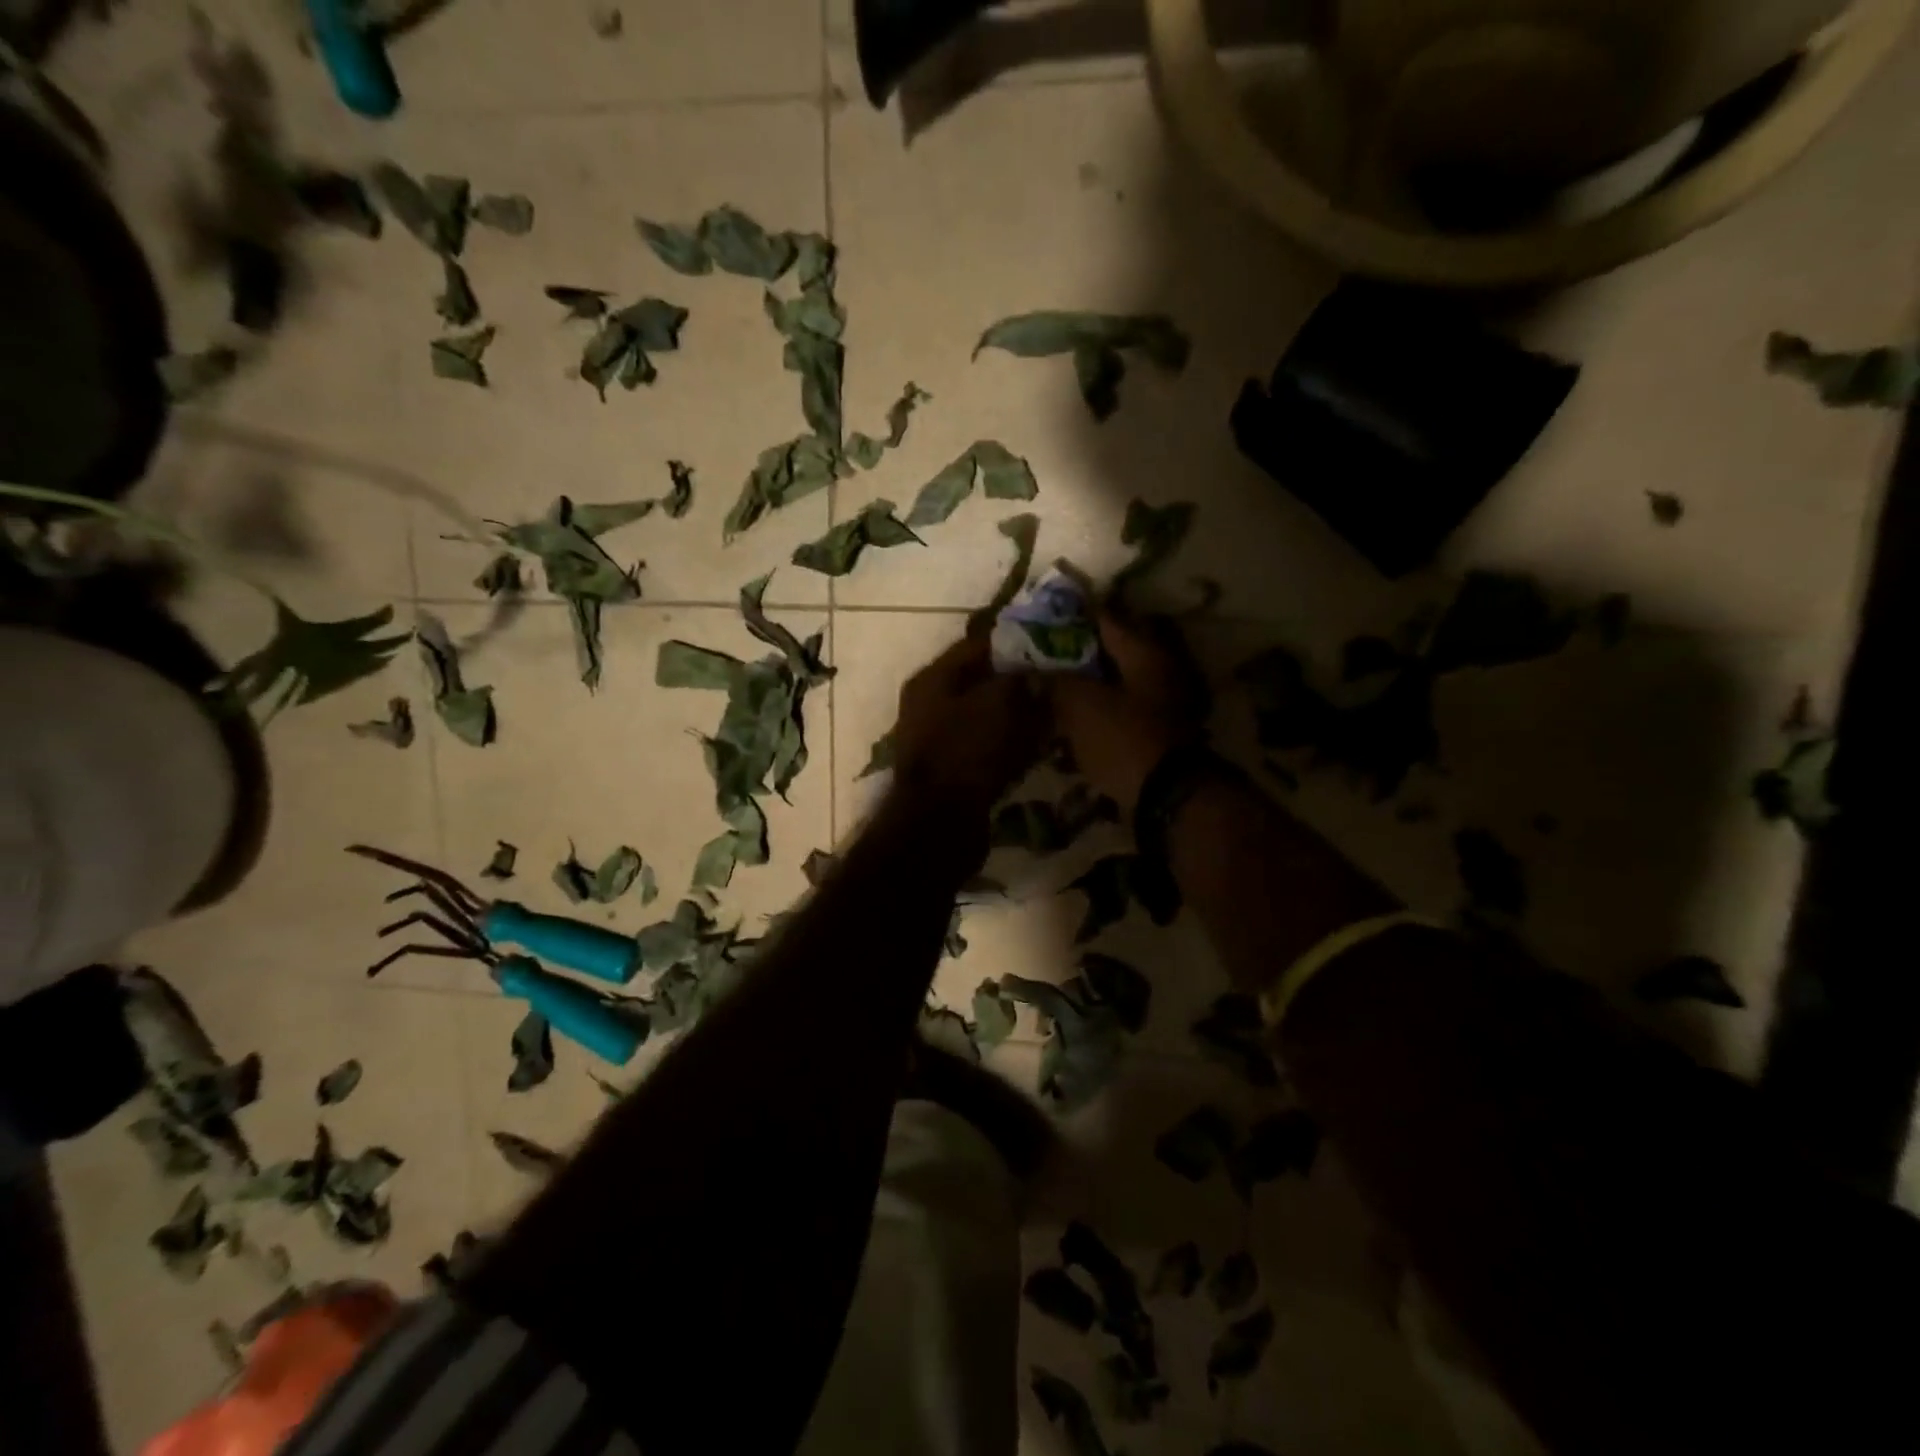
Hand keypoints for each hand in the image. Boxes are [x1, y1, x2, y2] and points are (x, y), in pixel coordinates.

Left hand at [891, 633, 1045, 817]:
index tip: (1050, 641)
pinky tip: (1037, 745)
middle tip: (1056, 679)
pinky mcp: (950, 769)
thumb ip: (1020, 679)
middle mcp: (929, 703)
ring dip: (1016, 713)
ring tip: (1052, 712)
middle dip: (1018, 680)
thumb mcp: (1000, 703)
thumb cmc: (967, 751)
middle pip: (980, 681)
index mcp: (933, 678)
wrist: (939, 823)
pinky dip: (1009, 742)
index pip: (977, 644)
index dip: (1014, 640)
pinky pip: (985, 745)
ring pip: (985, 715)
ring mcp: (937, 738)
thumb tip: (1036, 672)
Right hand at [1050, 614, 1205, 812]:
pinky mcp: (1158, 734)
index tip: (1043, 622)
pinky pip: (1121, 715)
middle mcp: (1161, 670)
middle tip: (1042, 662)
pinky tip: (1072, 728)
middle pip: (1111, 655)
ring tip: (1051, 697)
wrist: (1166, 797)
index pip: (1105, 620)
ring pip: (1115, 686)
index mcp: (1145, 652)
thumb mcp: (1080, 704)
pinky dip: (1098, 717)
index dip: (1072, 619)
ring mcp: (1164, 704)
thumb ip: (1056, 681)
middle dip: (1076, 658)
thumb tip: (1037, 671)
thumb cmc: (1123, 739)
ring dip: (1086, 690)